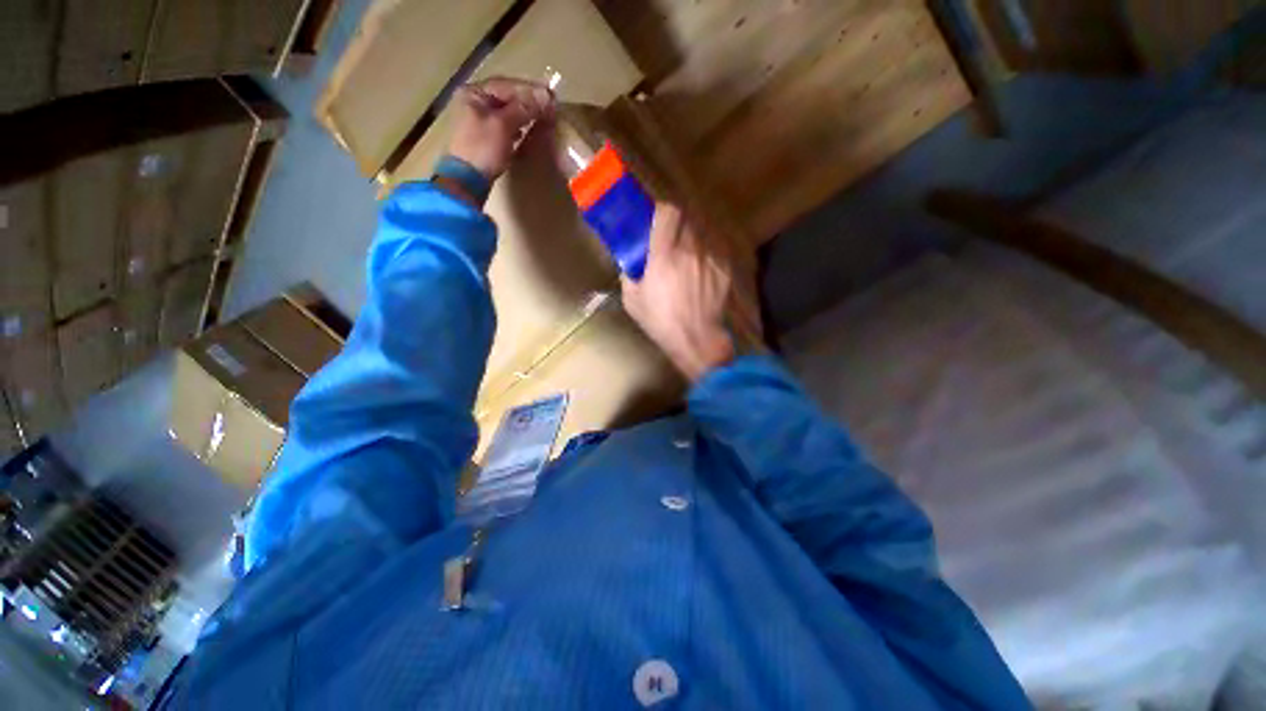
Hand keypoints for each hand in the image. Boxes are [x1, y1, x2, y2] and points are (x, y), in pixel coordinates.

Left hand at [448, 77, 555, 181]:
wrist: (467, 180)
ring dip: (524, 114)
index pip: (506, 85)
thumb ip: (524, 109)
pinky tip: (525, 131)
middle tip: (549, 106)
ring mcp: (477, 120)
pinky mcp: (483, 138)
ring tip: (541, 117)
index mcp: (474, 93)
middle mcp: (473, 102)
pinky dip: (516, 126)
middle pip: (505, 97)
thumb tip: (546, 96)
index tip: (550, 95)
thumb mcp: (503, 125)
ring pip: (505, 112)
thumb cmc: (483, 149)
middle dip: (527, 102)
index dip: (530, 89)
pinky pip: (503, 126)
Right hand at [622, 204, 734, 382]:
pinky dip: (704, 256)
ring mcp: (711, 259)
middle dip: (676, 225)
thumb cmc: (661, 321)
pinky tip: (699, 273)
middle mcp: (691, 249)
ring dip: (691, 240)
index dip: (661, 211)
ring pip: (701, 235)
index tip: (655, 219)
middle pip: (687, 219)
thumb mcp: (632, 300)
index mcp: (665, 254)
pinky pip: (713, 252)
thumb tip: (631, 264)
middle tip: (668, 240)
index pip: (668, 213)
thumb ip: (629, 275)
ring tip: (685, 258)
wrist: (697, 339)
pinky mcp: (724, 270)